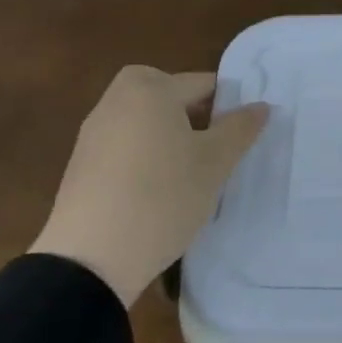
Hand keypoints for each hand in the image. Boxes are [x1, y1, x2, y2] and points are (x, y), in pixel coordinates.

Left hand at [30, 66, 268, 307]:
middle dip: (194, 115)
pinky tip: (156, 192)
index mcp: (150, 89)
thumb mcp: (215, 163)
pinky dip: (144, 156)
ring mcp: (93, 133)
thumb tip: (261, 106)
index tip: (242, 136)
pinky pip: (124, 145)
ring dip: (168, 136)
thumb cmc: (163, 197)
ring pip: (145, 121)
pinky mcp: (80, 165)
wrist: (91, 259)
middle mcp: (116, 100)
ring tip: (189, 173)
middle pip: (168, 96)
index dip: (229, 106)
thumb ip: (240, 128)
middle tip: (215, 147)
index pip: (203, 84)